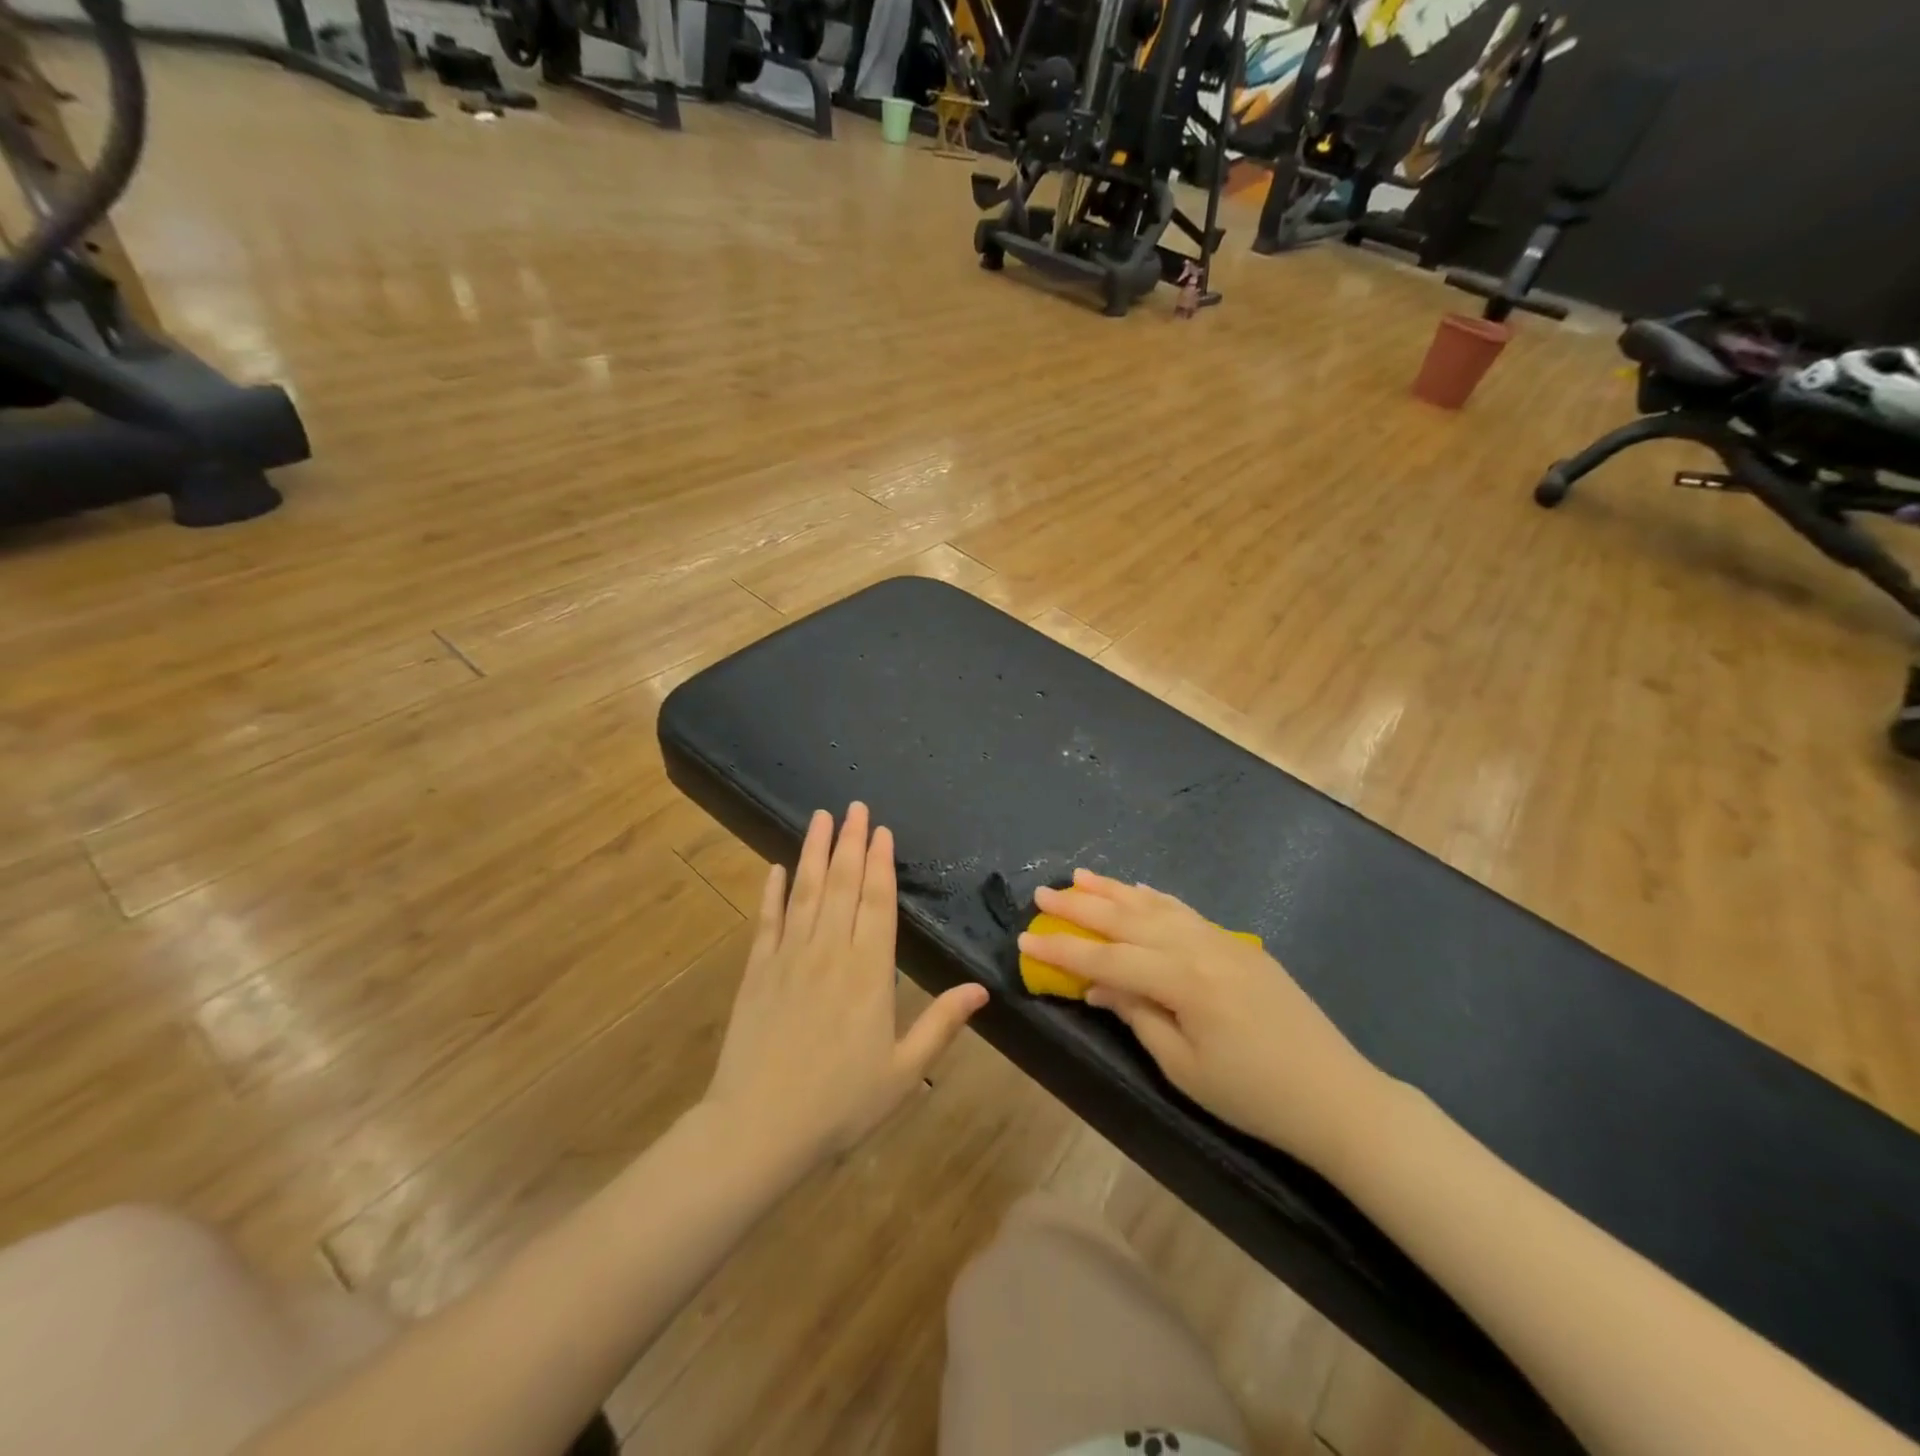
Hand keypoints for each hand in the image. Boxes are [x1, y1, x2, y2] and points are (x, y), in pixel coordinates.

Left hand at [704, 803, 988, 1165]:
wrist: (758, 1128)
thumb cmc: (839, 1104)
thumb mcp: (902, 1071)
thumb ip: (941, 1025)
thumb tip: (981, 989)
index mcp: (868, 972)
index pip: (877, 903)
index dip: (881, 863)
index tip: (882, 830)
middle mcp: (829, 952)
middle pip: (843, 885)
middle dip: (851, 842)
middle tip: (855, 806)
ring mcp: (789, 957)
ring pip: (806, 892)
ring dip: (815, 852)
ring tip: (821, 818)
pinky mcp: (757, 971)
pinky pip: (767, 921)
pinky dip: (772, 892)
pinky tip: (775, 868)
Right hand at [1018, 870, 1386, 1170]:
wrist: (1336, 1096)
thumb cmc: (1254, 1096)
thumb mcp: (1184, 1067)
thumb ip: (1137, 1016)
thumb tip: (1099, 984)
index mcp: (1184, 981)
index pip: (1108, 958)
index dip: (1064, 949)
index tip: (1025, 938)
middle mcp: (1200, 948)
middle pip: (1128, 920)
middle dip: (1081, 907)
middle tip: (1042, 893)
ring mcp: (1223, 941)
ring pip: (1156, 906)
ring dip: (1114, 891)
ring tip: (1080, 877)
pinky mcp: (1239, 945)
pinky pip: (1187, 912)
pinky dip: (1156, 898)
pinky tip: (1137, 890)